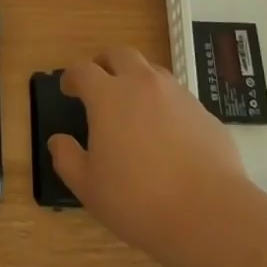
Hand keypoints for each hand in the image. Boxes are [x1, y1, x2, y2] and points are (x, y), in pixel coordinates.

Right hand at [49, 46, 247, 262]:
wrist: (208, 212)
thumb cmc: (138, 200)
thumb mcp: (88, 187)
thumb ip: (67, 158)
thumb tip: (57, 140)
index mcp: (108, 96)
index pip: (83, 69)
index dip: (72, 76)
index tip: (68, 89)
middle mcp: (142, 83)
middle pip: (120, 54)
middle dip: (105, 62)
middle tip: (100, 83)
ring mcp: (176, 93)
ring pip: (151, 70)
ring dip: (137, 79)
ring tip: (134, 106)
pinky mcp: (203, 111)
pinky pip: (177, 95)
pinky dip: (164, 103)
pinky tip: (166, 133)